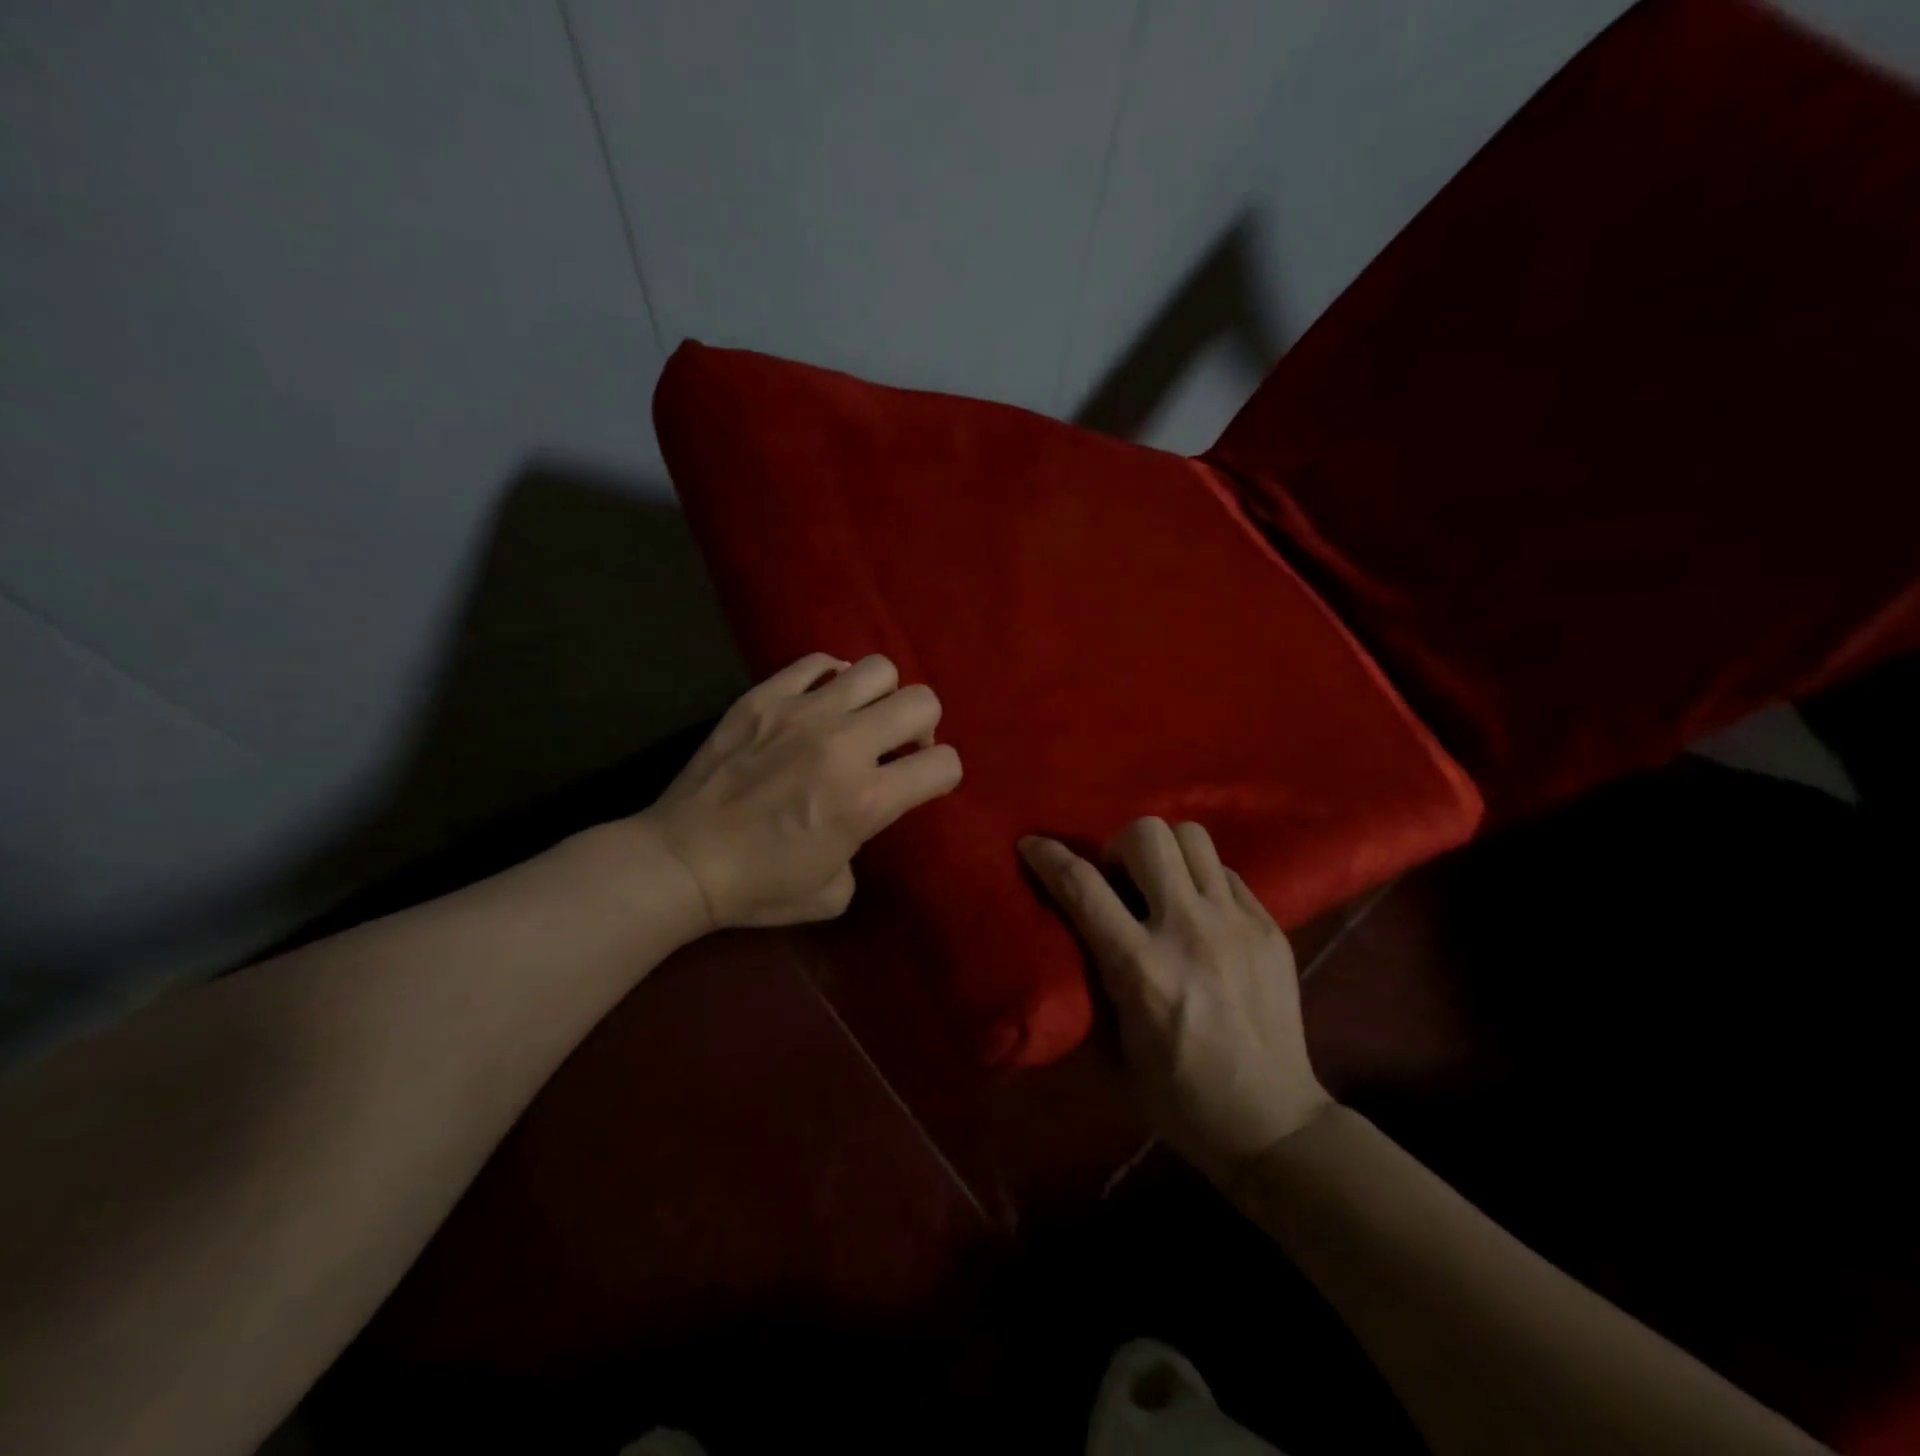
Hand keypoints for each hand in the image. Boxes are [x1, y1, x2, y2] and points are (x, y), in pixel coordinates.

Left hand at [640, 652, 962, 931]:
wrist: (681, 861)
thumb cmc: (758, 887)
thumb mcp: (834, 892)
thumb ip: (864, 846)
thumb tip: (860, 816)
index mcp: (866, 800)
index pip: (944, 765)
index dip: (941, 775)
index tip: (920, 783)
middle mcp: (844, 746)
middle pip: (922, 702)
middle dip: (922, 726)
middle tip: (895, 746)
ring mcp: (802, 713)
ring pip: (877, 669)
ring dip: (880, 696)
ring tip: (858, 718)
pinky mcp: (764, 697)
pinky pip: (817, 663)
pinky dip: (831, 679)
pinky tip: (819, 704)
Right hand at [1018, 818, 1333, 1181]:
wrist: (1273, 1124)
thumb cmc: (1179, 1097)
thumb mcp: (1115, 1046)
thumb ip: (1096, 979)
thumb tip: (1079, 931)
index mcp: (1142, 969)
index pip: (1082, 887)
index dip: (1048, 856)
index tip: (1032, 844)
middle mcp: (1189, 932)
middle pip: (1148, 835)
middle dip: (1118, 845)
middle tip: (1117, 878)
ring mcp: (1236, 925)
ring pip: (1192, 836)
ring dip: (1164, 851)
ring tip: (1160, 884)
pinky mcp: (1270, 928)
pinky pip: (1225, 871)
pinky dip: (1201, 879)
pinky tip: (1199, 912)